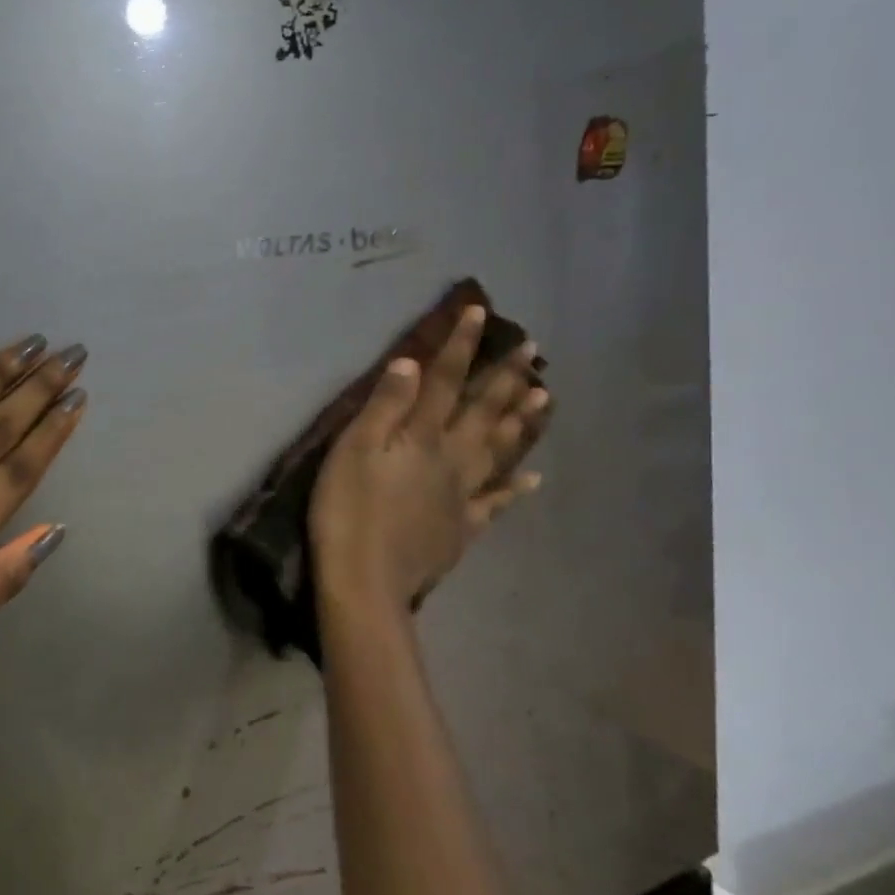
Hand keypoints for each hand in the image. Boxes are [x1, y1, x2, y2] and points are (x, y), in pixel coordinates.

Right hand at [310, 306, 547, 623]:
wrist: (365, 581)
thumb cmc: (348, 511)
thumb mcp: (353, 451)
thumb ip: (384, 406)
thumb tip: (412, 362)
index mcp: (422, 437)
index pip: (445, 380)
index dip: (462, 345)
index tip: (480, 312)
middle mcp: (451, 458)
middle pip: (484, 410)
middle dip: (507, 376)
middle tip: (534, 348)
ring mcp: (463, 494)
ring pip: (501, 450)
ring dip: (523, 421)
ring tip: (547, 396)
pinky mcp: (463, 527)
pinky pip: (498, 502)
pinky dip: (518, 488)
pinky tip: (536, 479)